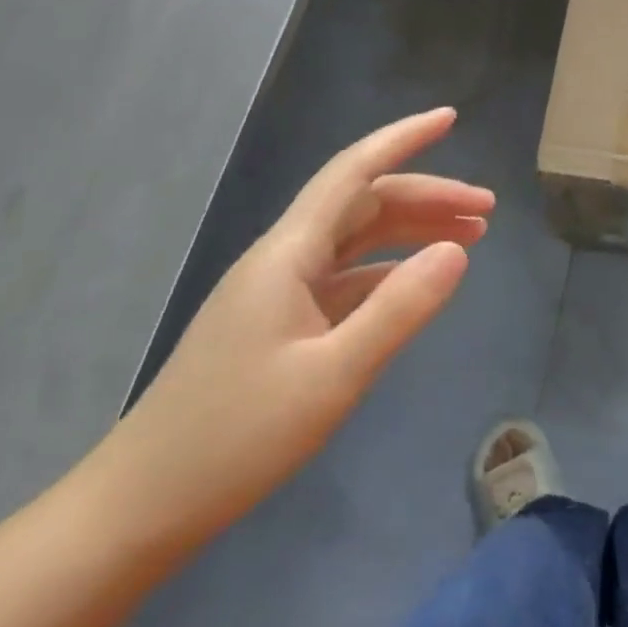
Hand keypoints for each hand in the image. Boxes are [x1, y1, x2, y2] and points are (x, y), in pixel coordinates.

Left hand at [83, 108, 491, 555]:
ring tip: (470, 239)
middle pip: (364, 204)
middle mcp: (283, 260)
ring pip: (356, 239)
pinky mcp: (278, 326)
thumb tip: (459, 251)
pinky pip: (345, 278)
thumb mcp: (334, 375)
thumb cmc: (236, 438)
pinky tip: (417, 285)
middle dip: (428, 196)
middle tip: (487, 211)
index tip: (450, 118)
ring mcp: (278, 293)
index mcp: (288, 255)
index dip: (403, 139)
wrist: (139, 508)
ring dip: (412, 231)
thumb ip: (400, 308)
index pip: (353, 172)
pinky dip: (388, 271)